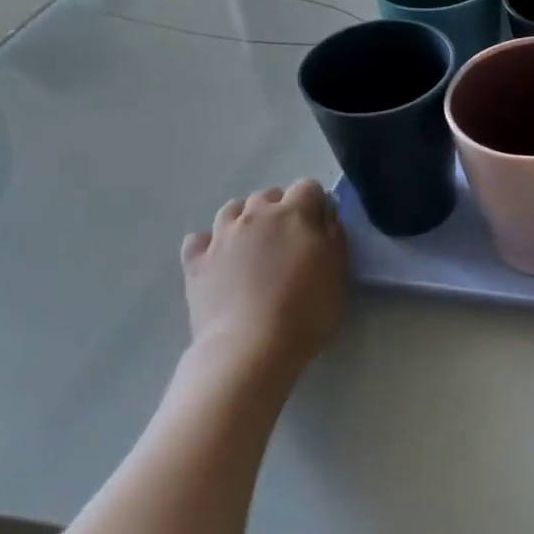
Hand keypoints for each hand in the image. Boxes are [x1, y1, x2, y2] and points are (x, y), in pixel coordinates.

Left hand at [180, 180, 345, 388]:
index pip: (309, 186)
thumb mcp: (338, 272)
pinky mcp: (195, 262)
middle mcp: (255, 215)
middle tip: (289, 240)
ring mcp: (221, 236)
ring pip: (232, 209)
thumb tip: (324, 215)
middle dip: (280, 208)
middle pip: (268, 194)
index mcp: (294, 213)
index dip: (316, 203)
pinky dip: (210, 244)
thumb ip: (333, 236)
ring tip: (254, 246)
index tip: (321, 227)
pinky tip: (219, 260)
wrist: (250, 347)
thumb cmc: (306, 310)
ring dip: (246, 219)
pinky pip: (200, 239)